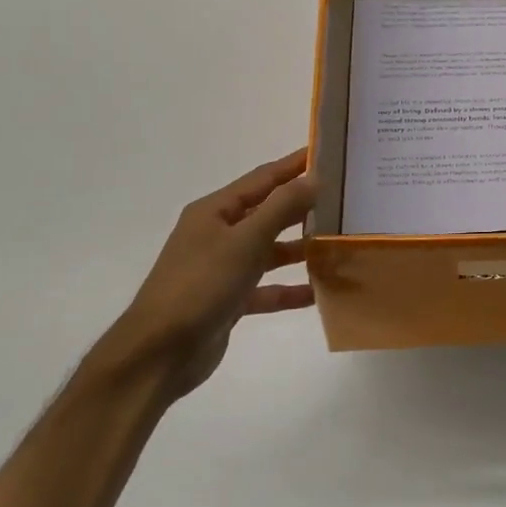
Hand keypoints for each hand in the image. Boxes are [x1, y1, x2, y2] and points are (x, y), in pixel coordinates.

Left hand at [84, 149, 315, 401]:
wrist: (160, 353)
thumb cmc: (201, 286)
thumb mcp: (245, 241)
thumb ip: (281, 208)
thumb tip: (314, 177)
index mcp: (215, 212)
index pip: (263, 179)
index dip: (294, 165)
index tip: (328, 154)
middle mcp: (218, 234)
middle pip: (268, 213)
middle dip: (304, 206)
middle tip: (345, 199)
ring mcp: (223, 268)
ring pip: (269, 251)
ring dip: (300, 248)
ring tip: (339, 243)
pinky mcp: (229, 300)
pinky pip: (266, 289)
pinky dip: (289, 289)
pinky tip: (318, 291)